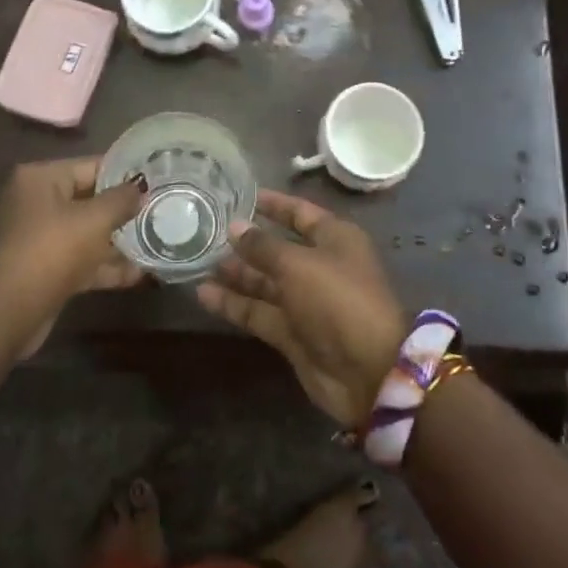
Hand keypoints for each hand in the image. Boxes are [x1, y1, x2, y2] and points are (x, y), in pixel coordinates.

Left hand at [0, 158, 145, 309]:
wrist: (11, 311)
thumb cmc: (54, 249)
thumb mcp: (95, 219)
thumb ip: (123, 199)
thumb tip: (141, 188)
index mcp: (40, 178)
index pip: (90, 166)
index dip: (125, 174)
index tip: (155, 182)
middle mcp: (35, 202)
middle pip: (89, 199)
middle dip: (123, 210)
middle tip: (158, 211)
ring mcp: (38, 237)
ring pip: (85, 232)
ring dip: (117, 241)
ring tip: (155, 242)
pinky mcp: (43, 268)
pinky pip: (80, 259)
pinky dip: (104, 266)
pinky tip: (138, 275)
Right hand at [196, 189, 407, 425]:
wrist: (368, 371)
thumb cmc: (338, 299)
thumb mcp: (298, 264)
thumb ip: (263, 246)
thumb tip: (235, 226)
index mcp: (335, 239)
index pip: (300, 213)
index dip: (273, 204)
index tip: (240, 196)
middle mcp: (320, 266)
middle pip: (278, 249)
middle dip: (246, 243)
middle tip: (207, 233)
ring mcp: (305, 302)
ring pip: (265, 282)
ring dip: (236, 274)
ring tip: (198, 262)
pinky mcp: (292, 333)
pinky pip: (259, 312)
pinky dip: (234, 304)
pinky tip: (203, 294)